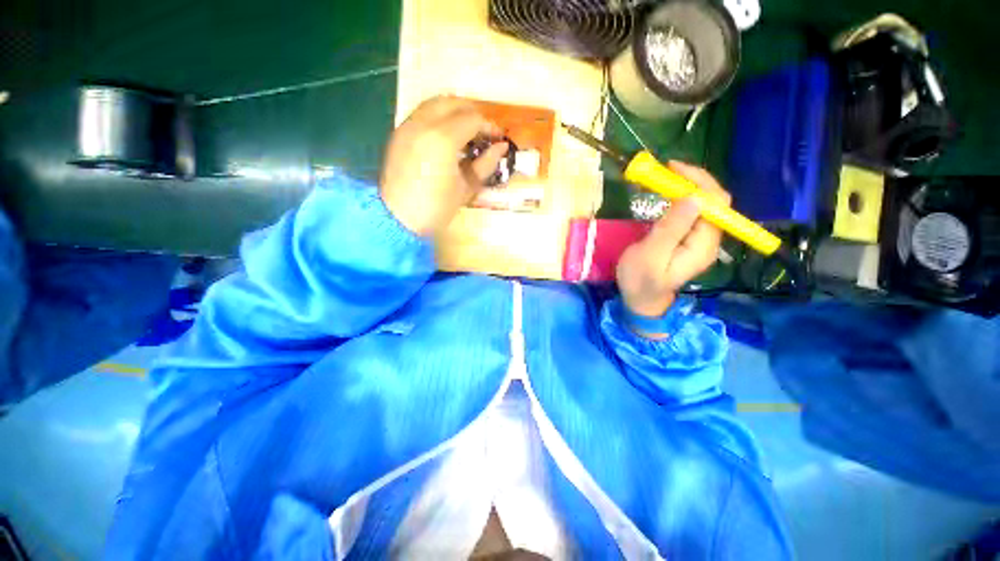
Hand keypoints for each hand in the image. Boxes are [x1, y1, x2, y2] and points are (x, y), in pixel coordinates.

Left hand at [380, 95, 508, 236]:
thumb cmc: (437, 208)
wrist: (399, 219)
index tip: (498, 138)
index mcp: (443, 139)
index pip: (472, 119)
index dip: (489, 126)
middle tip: (483, 131)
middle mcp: (423, 124)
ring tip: (465, 131)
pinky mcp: (398, 133)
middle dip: (472, 113)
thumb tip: (501, 146)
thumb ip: (485, 164)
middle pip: (453, 102)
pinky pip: (421, 113)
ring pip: (434, 103)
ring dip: (454, 111)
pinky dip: (438, 116)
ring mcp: (407, 126)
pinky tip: (445, 136)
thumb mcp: (466, 188)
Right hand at [616, 162, 730, 324]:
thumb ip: (671, 228)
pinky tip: (667, 196)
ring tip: (663, 179)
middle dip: (693, 181)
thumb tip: (694, 198)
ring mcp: (699, 240)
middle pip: (713, 201)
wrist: (641, 301)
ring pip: (702, 205)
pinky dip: (680, 199)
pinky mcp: (689, 240)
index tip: (672, 170)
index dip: (699, 181)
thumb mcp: (650, 255)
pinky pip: (691, 213)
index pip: (716, 203)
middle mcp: (709, 239)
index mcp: (703, 244)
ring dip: (686, 188)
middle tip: (665, 171)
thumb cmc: (640, 281)